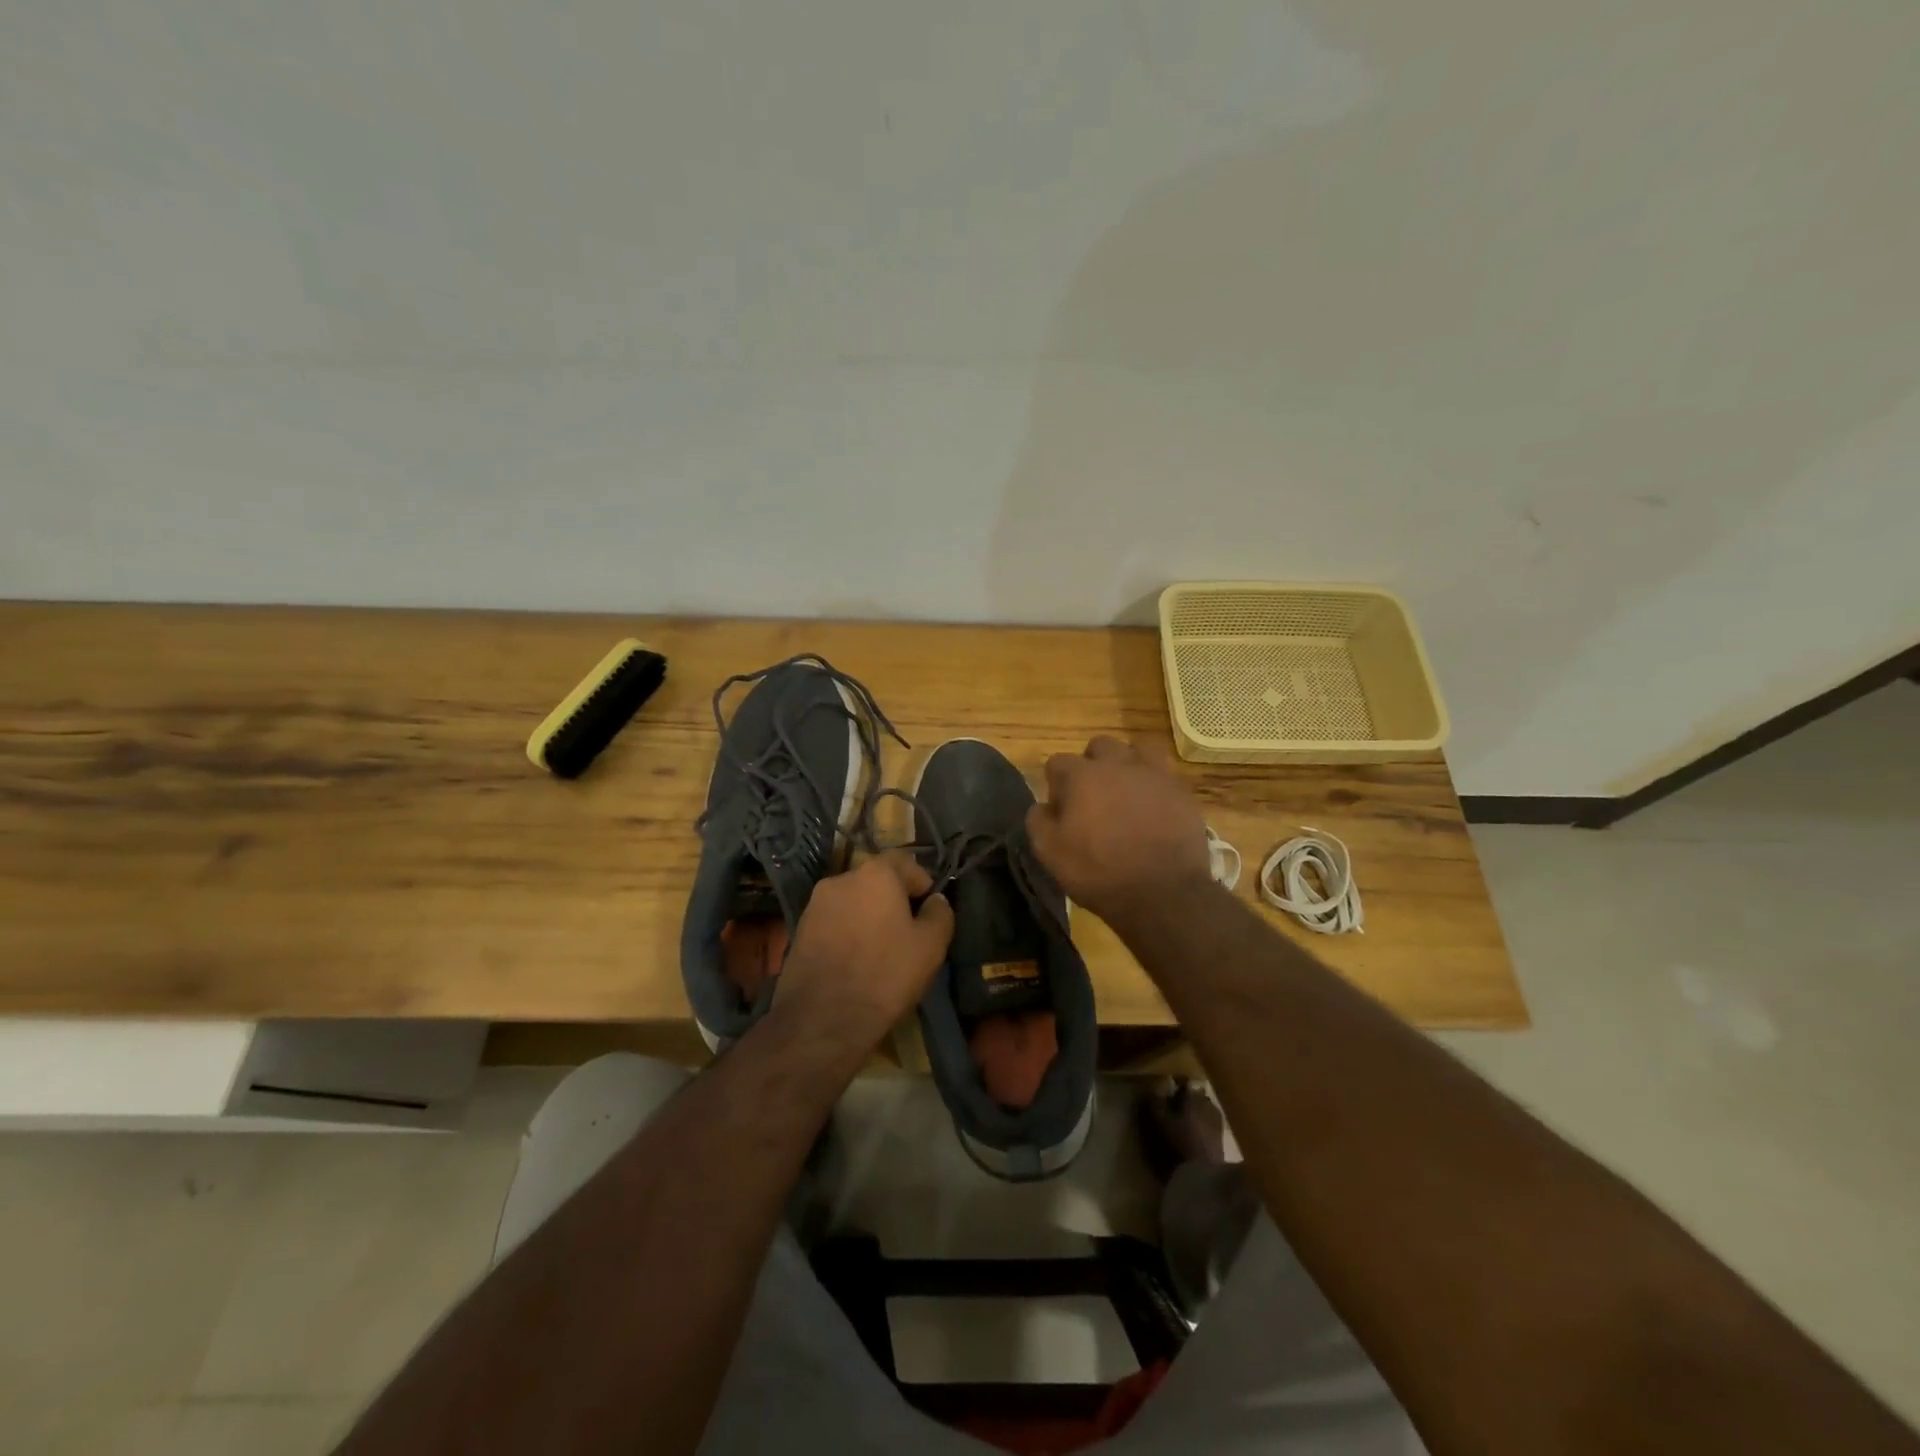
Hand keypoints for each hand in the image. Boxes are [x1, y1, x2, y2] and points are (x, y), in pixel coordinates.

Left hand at [778, 850, 954, 1038]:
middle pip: (876, 881)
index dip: (922, 883)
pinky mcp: (799, 930)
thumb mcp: (930, 946)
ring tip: (879, 951)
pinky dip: (847, 933)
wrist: (821, 1019)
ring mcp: (815, 904)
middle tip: (907, 933)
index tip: (929, 911)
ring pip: (853, 902)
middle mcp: (841, 879)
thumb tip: (935, 900)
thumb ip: (939, 914)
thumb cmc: (885, 975)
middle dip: (893, 900)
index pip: (905, 862)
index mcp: (875, 873)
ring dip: (867, 917)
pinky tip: (854, 962)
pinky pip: (833, 922)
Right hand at [1026, 737, 1212, 926]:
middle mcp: (1117, 764)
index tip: (1062, 811)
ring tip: (1126, 794)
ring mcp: (1154, 774)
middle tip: (1093, 798)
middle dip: (1092, 765)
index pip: (1057, 762)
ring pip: (1136, 751)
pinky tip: (1152, 807)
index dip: (1055, 786)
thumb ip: (1039, 821)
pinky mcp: (1181, 790)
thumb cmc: (1100, 873)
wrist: (1164, 893)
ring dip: (1126, 766)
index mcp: (1082, 776)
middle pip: (1099, 747)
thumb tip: (1044, 806)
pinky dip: (1153, 784)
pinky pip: (1163, 774)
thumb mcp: (1050, 854)